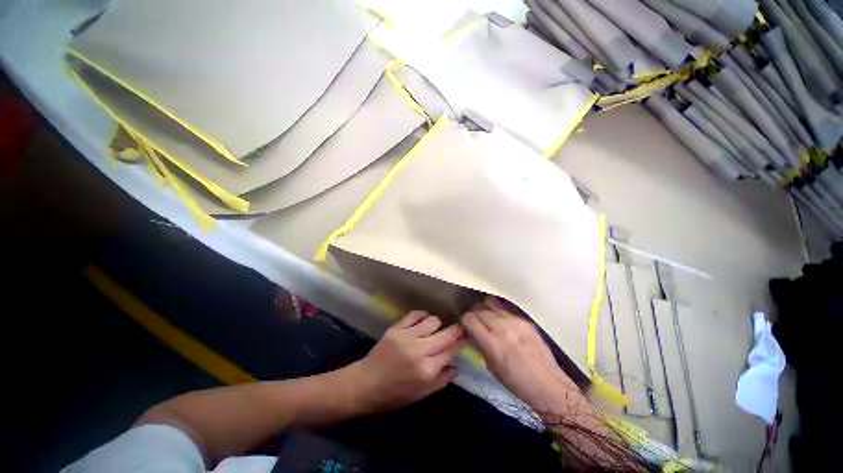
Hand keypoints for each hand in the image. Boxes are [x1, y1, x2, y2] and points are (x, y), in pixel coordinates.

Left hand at [348, 311, 465, 411]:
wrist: (366, 384)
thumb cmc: (395, 394)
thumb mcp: (421, 395)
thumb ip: (442, 380)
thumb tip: (458, 365)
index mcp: (427, 371)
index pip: (451, 350)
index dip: (462, 340)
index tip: (468, 334)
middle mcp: (419, 351)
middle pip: (445, 333)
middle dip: (457, 328)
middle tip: (460, 326)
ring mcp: (407, 337)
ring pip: (432, 320)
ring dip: (439, 322)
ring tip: (438, 326)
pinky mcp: (396, 328)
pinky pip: (415, 314)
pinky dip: (423, 315)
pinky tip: (425, 320)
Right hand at [462, 297, 576, 415]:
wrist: (548, 384)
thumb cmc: (517, 382)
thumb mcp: (492, 368)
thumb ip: (480, 346)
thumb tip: (473, 333)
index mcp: (492, 343)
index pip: (469, 319)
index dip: (465, 321)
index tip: (466, 325)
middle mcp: (502, 328)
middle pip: (479, 308)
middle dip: (474, 314)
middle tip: (476, 321)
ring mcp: (515, 321)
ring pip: (491, 302)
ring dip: (486, 308)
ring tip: (488, 316)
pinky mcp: (525, 320)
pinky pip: (506, 308)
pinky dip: (499, 311)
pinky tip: (502, 319)